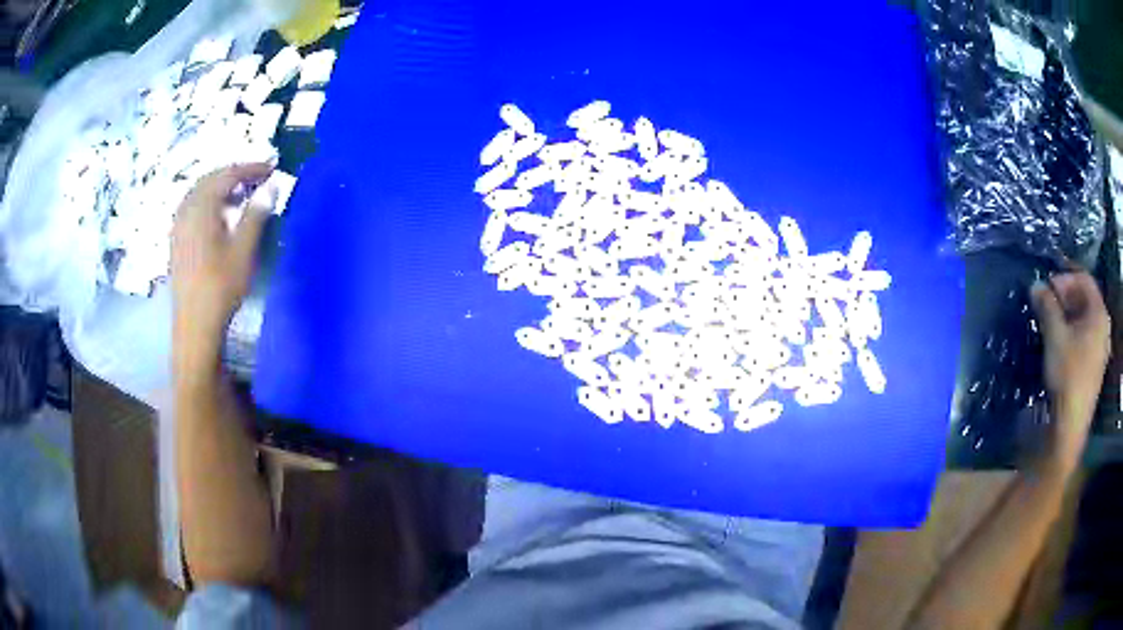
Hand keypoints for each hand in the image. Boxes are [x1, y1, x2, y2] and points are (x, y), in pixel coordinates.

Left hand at [171, 163, 273, 374]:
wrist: (195, 325)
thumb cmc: (221, 287)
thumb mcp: (244, 250)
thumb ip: (256, 214)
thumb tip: (271, 185)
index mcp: (201, 208)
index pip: (227, 175)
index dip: (250, 168)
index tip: (272, 168)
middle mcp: (186, 210)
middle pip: (210, 179)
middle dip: (234, 174)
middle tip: (258, 177)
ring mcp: (178, 226)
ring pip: (199, 192)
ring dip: (220, 187)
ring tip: (241, 194)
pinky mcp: (176, 240)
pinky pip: (192, 207)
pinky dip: (209, 201)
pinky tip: (219, 214)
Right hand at [1030, 271, 1110, 463]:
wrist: (1070, 426)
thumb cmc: (1067, 375)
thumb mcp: (1055, 337)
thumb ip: (1047, 307)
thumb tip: (1036, 284)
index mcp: (1099, 313)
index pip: (1084, 279)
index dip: (1065, 276)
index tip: (1047, 284)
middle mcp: (1103, 326)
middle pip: (1086, 298)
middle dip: (1066, 296)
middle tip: (1047, 301)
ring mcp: (1101, 348)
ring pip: (1085, 319)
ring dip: (1068, 314)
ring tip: (1051, 321)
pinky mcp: (1094, 366)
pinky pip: (1085, 337)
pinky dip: (1073, 332)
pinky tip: (1060, 342)